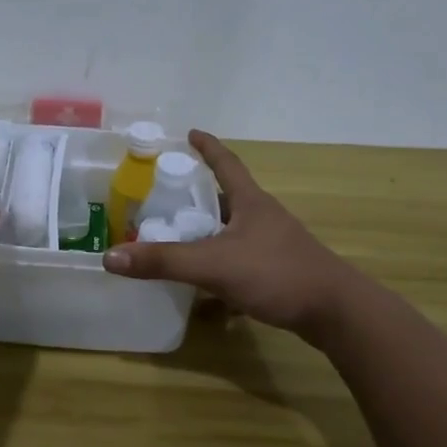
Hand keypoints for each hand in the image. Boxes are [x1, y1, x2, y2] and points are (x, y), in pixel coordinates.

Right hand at [104, 130, 351, 333]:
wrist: (335, 313)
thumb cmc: (277, 274)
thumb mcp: (213, 265)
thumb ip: (163, 261)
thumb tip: (110, 257)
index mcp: (251, 203)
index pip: (227, 164)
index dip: (208, 148)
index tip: (191, 133)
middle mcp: (264, 218)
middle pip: (228, 197)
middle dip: (200, 194)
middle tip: (167, 196)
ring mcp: (274, 245)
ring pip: (233, 231)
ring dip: (208, 231)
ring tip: (179, 237)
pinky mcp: (279, 272)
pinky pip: (241, 259)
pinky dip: (220, 264)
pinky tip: (206, 284)